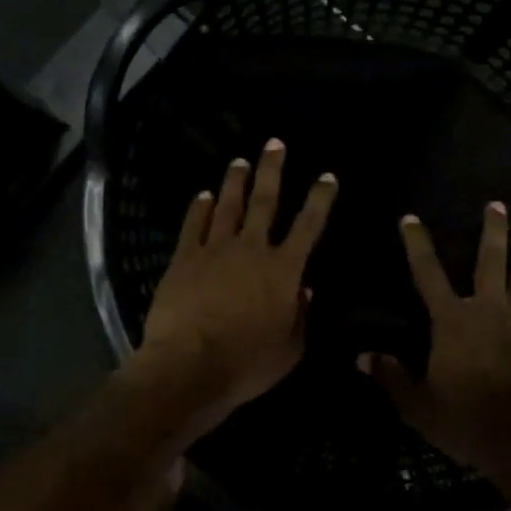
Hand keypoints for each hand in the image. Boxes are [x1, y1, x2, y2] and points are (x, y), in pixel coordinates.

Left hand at [134, 139, 337, 440]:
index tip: (326, 176)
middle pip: (265, 201)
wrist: (190, 366)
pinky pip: (194, 225)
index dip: (320, 199)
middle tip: (274, 144)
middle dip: (272, 170)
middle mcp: (252, 249)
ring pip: (227, 206)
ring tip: (239, 162)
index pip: (309, 226)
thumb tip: (305, 290)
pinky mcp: (184, 259)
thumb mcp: (290, 349)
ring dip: (235, 182)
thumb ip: (300, 316)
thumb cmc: (247, 363)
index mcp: (284, 270)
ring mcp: (215, 250)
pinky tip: (201, 195)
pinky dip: (198, 208)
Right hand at [363, 202, 510, 476]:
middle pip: (491, 262)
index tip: (410, 218)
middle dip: (493, 232)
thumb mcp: (417, 404)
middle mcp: (489, 312)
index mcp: (452, 320)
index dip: (417, 244)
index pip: (428, 273)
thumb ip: (391, 377)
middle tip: (497, 205)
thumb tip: (362, 357)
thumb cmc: (463, 418)